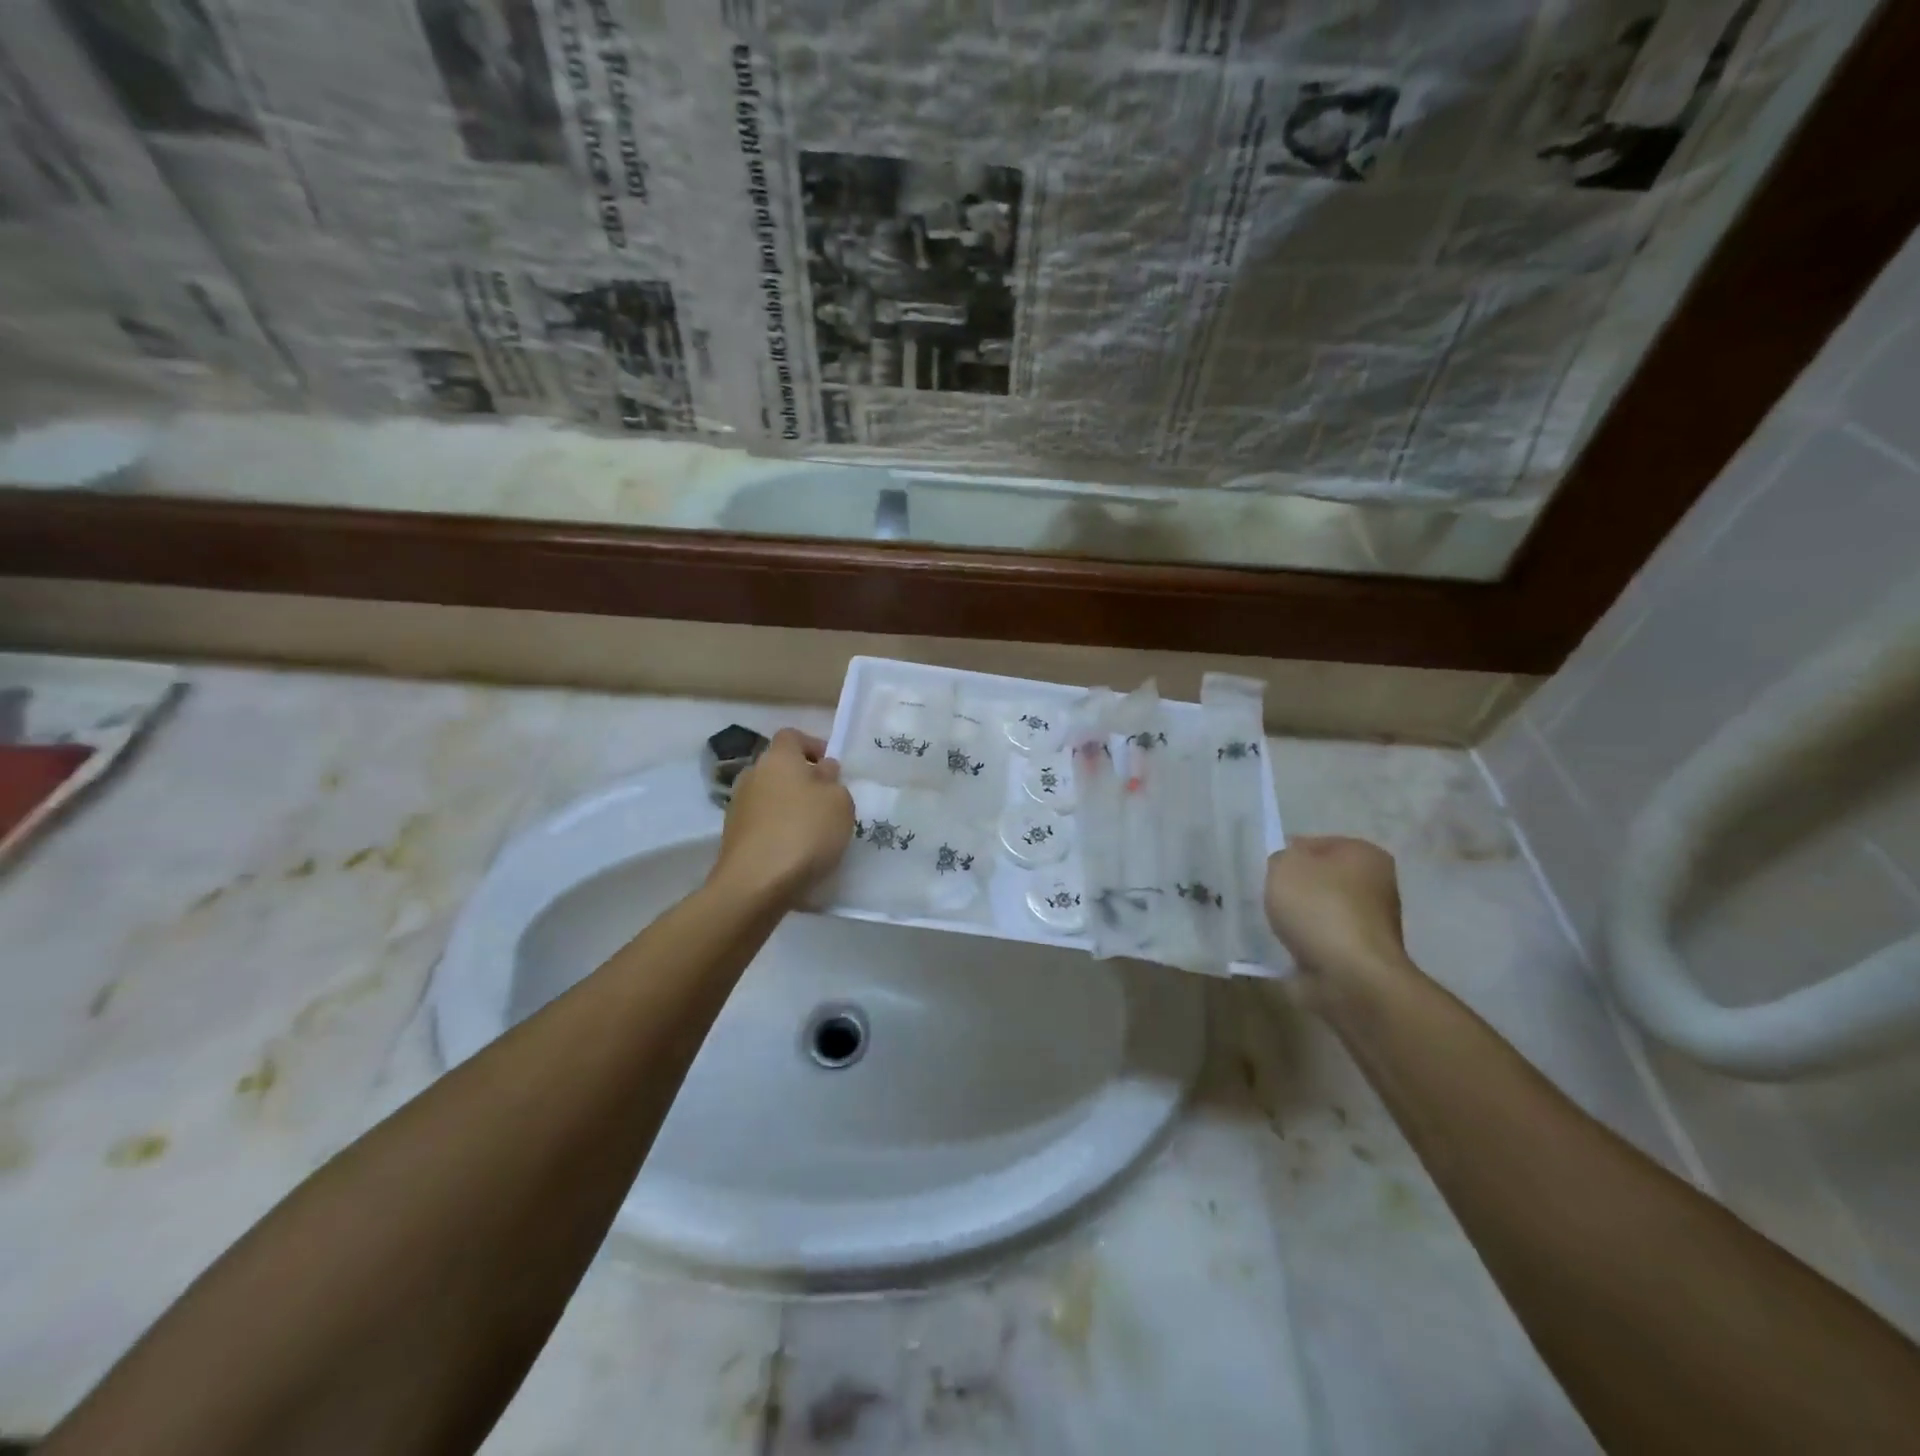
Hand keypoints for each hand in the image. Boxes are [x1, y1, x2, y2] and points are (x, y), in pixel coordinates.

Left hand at [711, 729, 854, 905]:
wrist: (755, 883)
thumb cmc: (804, 831)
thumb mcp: (840, 803)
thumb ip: (833, 782)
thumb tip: (822, 772)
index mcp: (778, 758)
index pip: (792, 736)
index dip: (813, 745)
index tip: (831, 767)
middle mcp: (753, 775)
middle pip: (779, 768)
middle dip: (802, 780)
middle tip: (827, 801)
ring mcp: (738, 807)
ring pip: (770, 797)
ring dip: (789, 807)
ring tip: (813, 831)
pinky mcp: (732, 837)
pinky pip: (762, 824)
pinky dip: (777, 831)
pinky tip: (794, 852)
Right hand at [1264, 836, 1412, 987]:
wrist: (1349, 977)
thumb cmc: (1319, 908)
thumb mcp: (1285, 865)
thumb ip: (1280, 858)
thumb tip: (1287, 869)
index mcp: (1365, 854)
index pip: (1315, 844)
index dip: (1287, 855)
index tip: (1267, 873)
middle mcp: (1375, 885)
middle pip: (1319, 879)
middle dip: (1293, 889)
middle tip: (1268, 898)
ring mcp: (1369, 923)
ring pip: (1319, 911)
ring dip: (1298, 919)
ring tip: (1274, 925)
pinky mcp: (1358, 955)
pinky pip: (1320, 941)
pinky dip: (1304, 944)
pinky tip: (1286, 947)